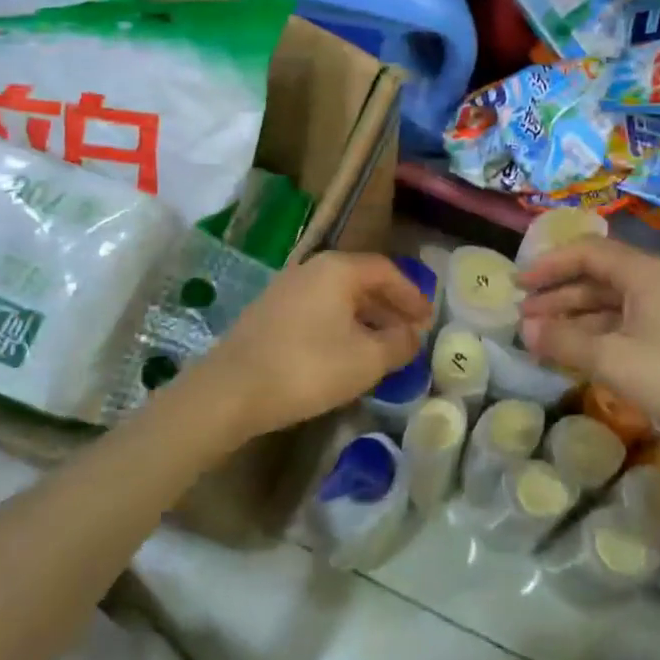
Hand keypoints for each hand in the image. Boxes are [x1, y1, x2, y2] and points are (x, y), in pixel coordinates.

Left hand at [188, 251, 431, 444]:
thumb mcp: (366, 360)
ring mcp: (286, 288)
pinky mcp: (269, 312)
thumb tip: (413, 335)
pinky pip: (318, 310)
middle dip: (390, 306)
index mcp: (337, 269)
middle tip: (411, 332)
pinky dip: (341, 324)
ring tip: (383, 346)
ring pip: (339, 297)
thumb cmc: (307, 367)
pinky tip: (345, 353)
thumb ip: (399, 344)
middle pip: (362, 280)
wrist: (230, 391)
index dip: (412, 295)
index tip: (428, 319)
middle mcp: (311, 268)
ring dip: (366, 318)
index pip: (386, 271)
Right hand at [518, 238, 659, 482]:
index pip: (586, 252)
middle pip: (600, 277)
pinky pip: (633, 327)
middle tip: (525, 319)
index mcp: (644, 273)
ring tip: (546, 340)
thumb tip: (527, 328)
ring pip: (616, 305)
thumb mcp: (616, 360)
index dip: (548, 265)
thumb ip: (566, 341)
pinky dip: (603, 337)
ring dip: (579, 319)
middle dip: (560, 295)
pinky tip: (586, 358)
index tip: (517, 286)